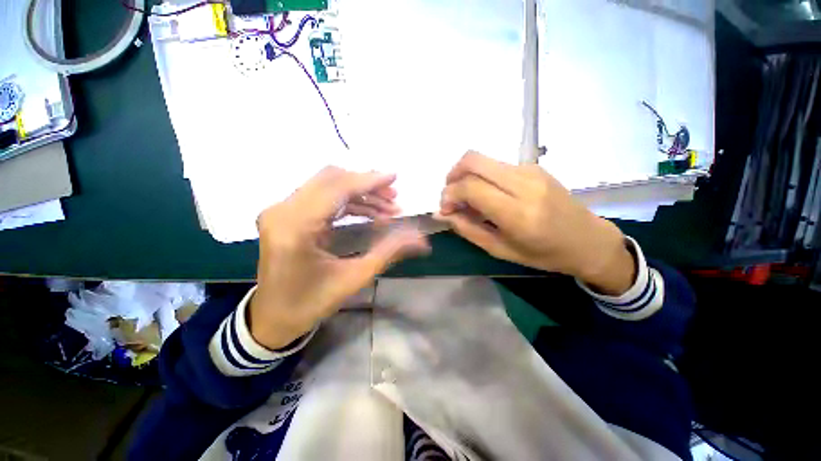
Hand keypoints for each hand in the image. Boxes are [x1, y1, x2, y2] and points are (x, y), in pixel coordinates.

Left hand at [250, 167, 430, 349]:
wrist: (273, 317)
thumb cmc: (312, 302)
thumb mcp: (355, 278)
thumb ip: (388, 251)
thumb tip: (419, 239)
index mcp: (296, 227)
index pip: (336, 189)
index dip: (368, 181)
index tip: (394, 178)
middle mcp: (283, 211)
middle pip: (330, 179)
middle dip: (366, 185)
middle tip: (393, 197)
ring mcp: (281, 211)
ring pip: (326, 185)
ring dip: (359, 193)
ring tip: (386, 207)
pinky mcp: (285, 215)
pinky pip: (321, 197)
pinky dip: (347, 201)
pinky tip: (368, 211)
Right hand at [436, 152, 635, 294]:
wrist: (588, 241)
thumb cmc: (544, 254)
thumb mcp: (500, 250)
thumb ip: (467, 229)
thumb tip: (442, 214)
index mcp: (517, 213)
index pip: (470, 187)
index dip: (449, 194)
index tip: (445, 209)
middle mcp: (524, 183)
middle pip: (473, 160)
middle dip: (452, 175)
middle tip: (451, 196)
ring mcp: (531, 170)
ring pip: (483, 159)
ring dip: (466, 175)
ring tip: (467, 198)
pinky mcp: (535, 166)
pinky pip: (497, 165)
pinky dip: (482, 176)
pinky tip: (487, 194)